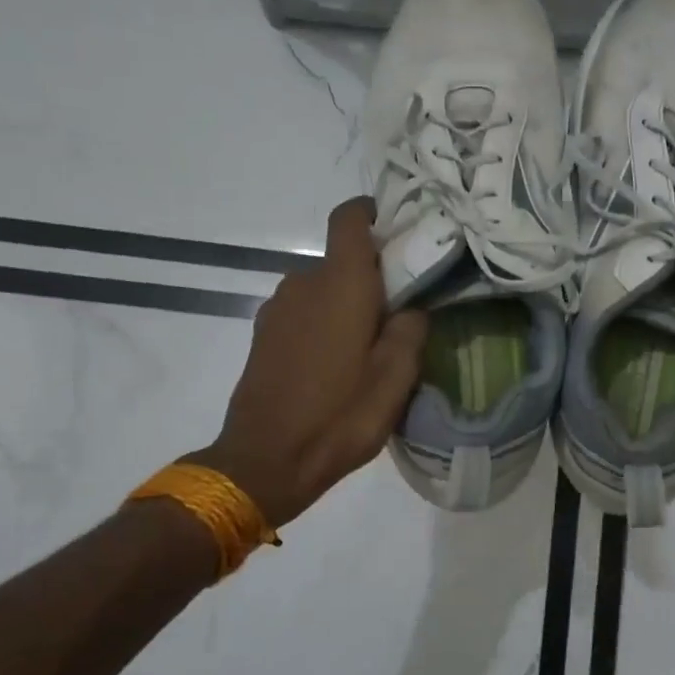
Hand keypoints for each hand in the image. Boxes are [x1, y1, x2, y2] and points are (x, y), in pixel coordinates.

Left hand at [191, 199, 426, 527]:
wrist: (266, 461)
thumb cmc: (339, 417)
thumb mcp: (395, 379)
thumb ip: (410, 331)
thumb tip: (411, 308)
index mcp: (340, 285)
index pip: (349, 219)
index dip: (372, 213)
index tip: (398, 232)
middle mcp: (303, 283)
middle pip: (342, 260)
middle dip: (372, 276)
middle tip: (402, 312)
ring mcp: (277, 309)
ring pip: (323, 288)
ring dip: (347, 304)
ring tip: (369, 346)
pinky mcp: (263, 335)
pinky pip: (303, 312)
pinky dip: (325, 323)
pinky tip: (337, 364)